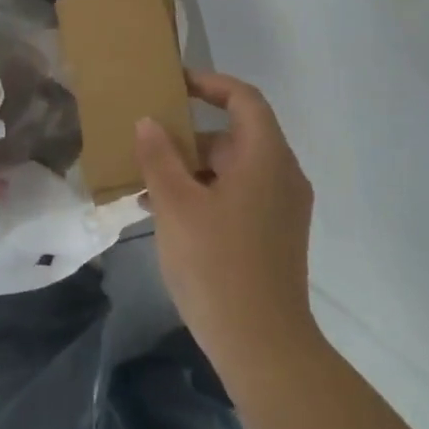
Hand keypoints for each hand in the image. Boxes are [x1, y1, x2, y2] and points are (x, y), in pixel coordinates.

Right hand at [134, 70, 317, 360]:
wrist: (262, 345)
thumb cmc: (216, 263)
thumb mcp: (176, 204)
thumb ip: (159, 157)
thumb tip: (149, 122)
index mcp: (266, 158)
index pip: (244, 99)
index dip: (209, 83)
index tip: (173, 84)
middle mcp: (282, 176)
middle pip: (235, 136)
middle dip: (188, 136)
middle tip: (145, 142)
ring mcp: (281, 208)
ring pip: (232, 170)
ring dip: (191, 169)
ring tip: (145, 183)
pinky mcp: (274, 235)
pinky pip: (238, 196)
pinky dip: (205, 194)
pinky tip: (166, 215)